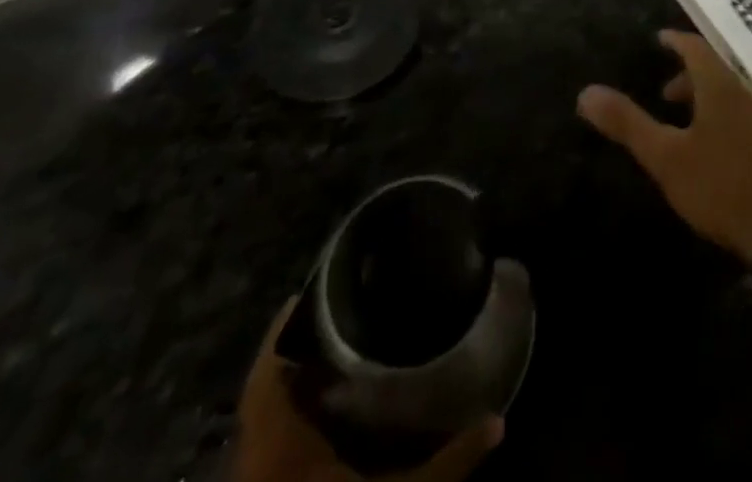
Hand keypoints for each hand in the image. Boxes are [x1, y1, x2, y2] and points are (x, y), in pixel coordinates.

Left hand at [232, 300, 501, 481]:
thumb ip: (444, 466)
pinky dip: (289, 417)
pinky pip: (265, 443)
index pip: (269, 369)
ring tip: (340, 347)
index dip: (283, 328)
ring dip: (292, 383)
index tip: (314, 288)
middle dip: (297, 349)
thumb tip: (498, 423)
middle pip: (265, 387)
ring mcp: (253, 478)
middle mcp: (256, 455)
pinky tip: (325, 411)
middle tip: (343, 312)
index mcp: (279, 442)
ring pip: (263, 416)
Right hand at [578, 29, 751, 265]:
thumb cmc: (717, 186)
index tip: (659, 39)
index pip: (696, 47)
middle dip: (686, 74)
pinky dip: (719, 114)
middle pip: (714, 70)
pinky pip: (740, 113)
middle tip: (663, 92)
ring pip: (728, 93)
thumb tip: (586, 92)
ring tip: (681, 121)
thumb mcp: (665, 156)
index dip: (676, 40)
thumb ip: (627, 123)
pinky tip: (709, 145)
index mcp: (720, 87)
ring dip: (703, 97)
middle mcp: (744, 94)